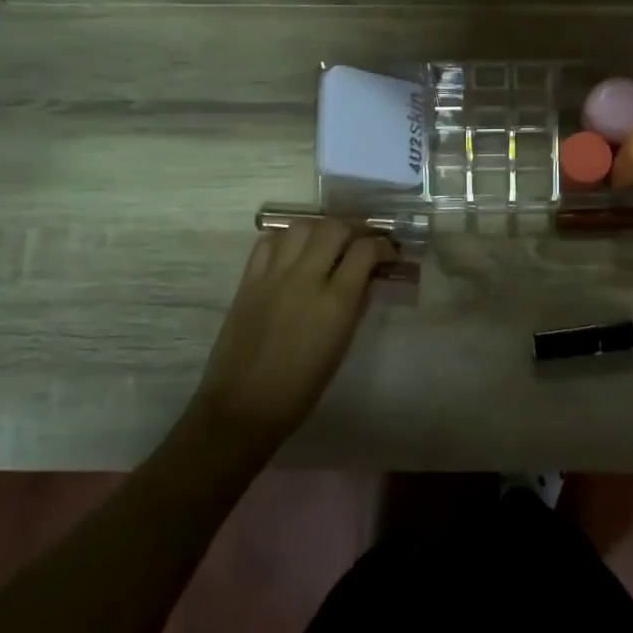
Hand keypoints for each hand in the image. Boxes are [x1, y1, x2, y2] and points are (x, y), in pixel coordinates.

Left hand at [191, 220, 396, 444]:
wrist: (243, 406)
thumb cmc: (301, 388)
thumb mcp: (341, 347)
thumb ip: (355, 305)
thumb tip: (366, 278)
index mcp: (334, 304)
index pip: (365, 252)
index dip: (383, 246)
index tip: (389, 253)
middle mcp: (304, 280)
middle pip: (334, 228)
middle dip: (355, 228)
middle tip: (363, 240)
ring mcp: (272, 276)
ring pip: (301, 226)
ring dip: (321, 228)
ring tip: (329, 240)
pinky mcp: (248, 280)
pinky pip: (269, 242)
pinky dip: (287, 238)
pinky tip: (295, 250)